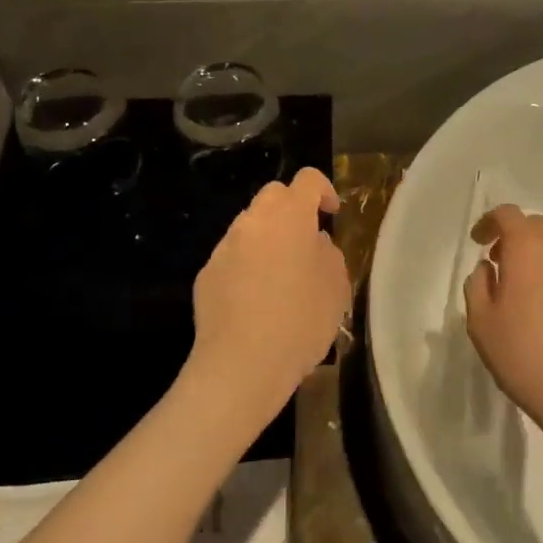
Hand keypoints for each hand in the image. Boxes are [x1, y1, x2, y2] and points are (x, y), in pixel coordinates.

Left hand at [189, 167, 350, 422]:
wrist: (242, 363)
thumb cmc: (300, 320)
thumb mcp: (336, 287)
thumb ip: (328, 253)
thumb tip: (314, 243)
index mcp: (289, 216)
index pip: (307, 180)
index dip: (324, 191)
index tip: (332, 215)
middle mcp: (252, 222)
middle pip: (273, 196)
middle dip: (292, 209)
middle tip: (307, 242)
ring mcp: (224, 247)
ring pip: (250, 227)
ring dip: (268, 239)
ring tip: (282, 276)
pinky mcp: (206, 274)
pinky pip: (233, 257)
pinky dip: (247, 266)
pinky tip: (256, 300)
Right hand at [464, 204, 542, 453]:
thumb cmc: (522, 353)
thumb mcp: (480, 321)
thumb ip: (477, 285)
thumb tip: (488, 269)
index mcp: (528, 248)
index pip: (507, 214)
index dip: (488, 222)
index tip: (477, 243)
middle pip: (535, 226)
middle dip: (513, 236)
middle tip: (496, 262)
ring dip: (535, 255)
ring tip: (519, 287)